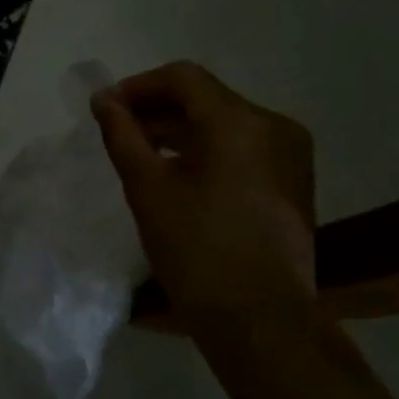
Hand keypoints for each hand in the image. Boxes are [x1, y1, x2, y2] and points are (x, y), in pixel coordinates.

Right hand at [91, 61, 315, 324]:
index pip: (183, 78)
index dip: (139, 86)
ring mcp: (291, 154)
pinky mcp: (294, 181)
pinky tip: (181, 175)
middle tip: (119, 132)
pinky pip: (244, 147)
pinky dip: (209, 150)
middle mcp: (274, 126)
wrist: (260, 320)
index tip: (107, 109)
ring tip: (144, 154)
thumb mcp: (147, 188)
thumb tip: (103, 99)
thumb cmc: (196, 250)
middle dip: (158, 109)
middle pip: (207, 98)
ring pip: (226, 123)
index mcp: (239, 122)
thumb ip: (122, 134)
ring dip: (182, 130)